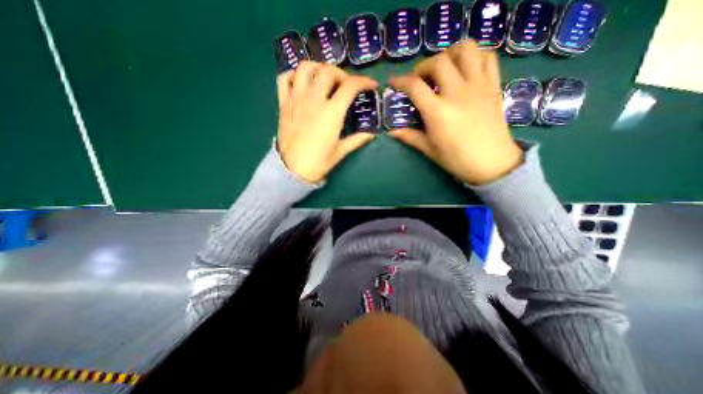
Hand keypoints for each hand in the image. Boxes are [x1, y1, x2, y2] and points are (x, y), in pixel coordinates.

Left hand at [276, 62, 378, 183]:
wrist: (292, 170)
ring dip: (319, 68)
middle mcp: (314, 100)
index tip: (371, 85)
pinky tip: (303, 83)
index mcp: (331, 113)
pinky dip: (294, 75)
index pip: (350, 86)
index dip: (364, 82)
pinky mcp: (283, 103)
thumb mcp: (341, 151)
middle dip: (342, 74)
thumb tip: (371, 134)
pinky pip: (285, 78)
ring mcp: (296, 99)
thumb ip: (357, 140)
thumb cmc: (318, 162)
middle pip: (328, 71)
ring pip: (305, 68)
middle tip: (346, 86)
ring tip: (325, 79)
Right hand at [391, 40, 521, 183]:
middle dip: (423, 66)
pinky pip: (487, 57)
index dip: (401, 81)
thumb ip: (410, 136)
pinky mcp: (493, 86)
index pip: (415, 86)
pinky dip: (474, 56)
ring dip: (450, 53)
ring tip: (443, 67)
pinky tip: (466, 68)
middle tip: (419, 78)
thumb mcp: (429, 149)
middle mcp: (457, 92)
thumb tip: (392, 132)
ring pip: (466, 50)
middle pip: (438, 62)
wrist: (492, 163)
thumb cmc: (457, 159)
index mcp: (438, 111)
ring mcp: (478, 86)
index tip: (394, 82)